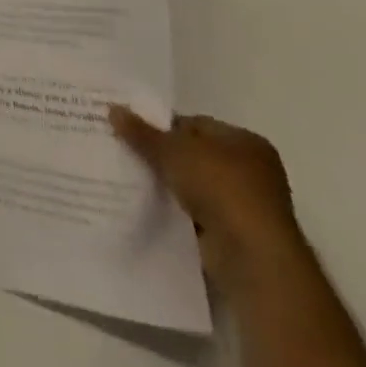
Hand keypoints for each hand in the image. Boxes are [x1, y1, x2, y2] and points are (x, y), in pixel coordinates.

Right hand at [109, 106, 308, 298]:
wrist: (252, 257)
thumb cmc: (220, 187)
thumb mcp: (171, 150)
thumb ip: (142, 131)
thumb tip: (113, 109)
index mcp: (245, 142)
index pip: (195, 124)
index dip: (162, 125)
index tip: (131, 130)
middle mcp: (251, 171)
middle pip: (194, 155)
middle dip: (162, 156)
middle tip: (124, 151)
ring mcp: (246, 206)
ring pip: (193, 186)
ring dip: (168, 185)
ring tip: (129, 178)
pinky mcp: (236, 235)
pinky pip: (195, 213)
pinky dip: (176, 210)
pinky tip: (149, 207)